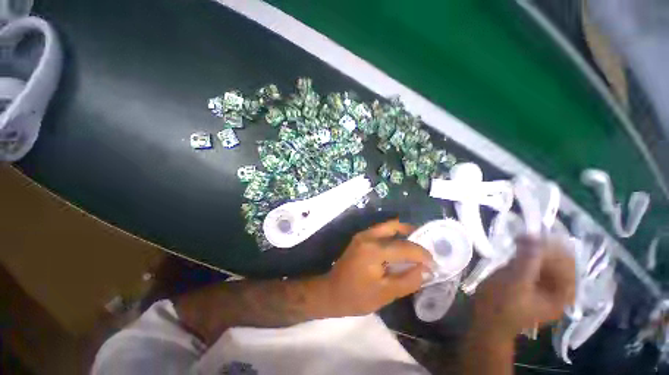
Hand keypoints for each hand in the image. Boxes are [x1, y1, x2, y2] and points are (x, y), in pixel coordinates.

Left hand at [322, 219, 433, 316]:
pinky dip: (392, 235)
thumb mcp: (386, 294)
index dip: (421, 254)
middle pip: (394, 226)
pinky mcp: (360, 238)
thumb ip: (408, 280)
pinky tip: (399, 247)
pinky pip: (380, 231)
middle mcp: (367, 236)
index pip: (404, 247)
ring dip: (402, 233)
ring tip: (415, 246)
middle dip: (412, 233)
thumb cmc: (357, 296)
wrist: (331, 292)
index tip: (433, 263)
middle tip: (425, 245)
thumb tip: (425, 269)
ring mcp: (362, 235)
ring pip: (387, 226)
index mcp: (373, 250)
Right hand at [472, 236, 575, 338]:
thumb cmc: (502, 304)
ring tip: (519, 239)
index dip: (551, 248)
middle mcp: (560, 289)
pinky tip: (518, 248)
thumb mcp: (515, 283)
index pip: (567, 264)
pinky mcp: (533, 281)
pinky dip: (529, 253)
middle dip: (543, 247)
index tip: (531, 236)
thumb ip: (527, 260)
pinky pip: (537, 263)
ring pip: (548, 260)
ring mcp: (546, 285)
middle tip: (523, 236)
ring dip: (535, 248)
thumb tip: (533, 235)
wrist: (488, 319)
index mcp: (563, 294)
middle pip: (560, 260)